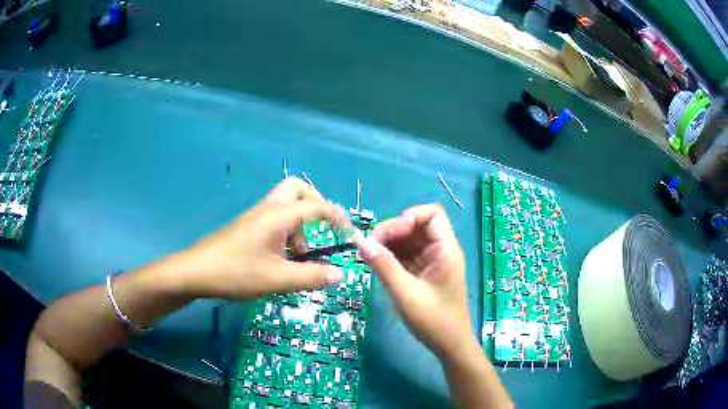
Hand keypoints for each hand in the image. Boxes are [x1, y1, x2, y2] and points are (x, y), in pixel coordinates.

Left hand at [176, 177, 348, 298]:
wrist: (196, 272)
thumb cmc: (237, 272)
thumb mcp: (278, 279)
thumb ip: (312, 277)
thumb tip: (340, 275)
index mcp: (279, 215)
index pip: (317, 206)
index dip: (338, 217)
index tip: (351, 233)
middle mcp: (268, 209)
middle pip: (297, 189)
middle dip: (316, 204)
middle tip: (323, 229)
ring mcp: (255, 216)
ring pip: (285, 206)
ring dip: (299, 226)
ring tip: (298, 258)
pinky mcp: (247, 226)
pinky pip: (274, 219)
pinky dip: (286, 232)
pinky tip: (280, 260)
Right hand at [355, 204, 474, 359]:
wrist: (449, 346)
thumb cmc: (434, 321)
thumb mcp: (405, 294)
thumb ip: (384, 266)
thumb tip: (361, 241)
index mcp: (446, 250)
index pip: (432, 214)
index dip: (409, 218)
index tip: (389, 236)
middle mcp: (440, 250)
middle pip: (416, 225)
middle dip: (393, 231)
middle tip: (371, 248)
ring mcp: (432, 261)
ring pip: (409, 239)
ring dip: (389, 244)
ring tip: (370, 257)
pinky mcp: (423, 272)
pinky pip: (406, 255)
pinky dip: (391, 256)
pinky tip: (377, 265)